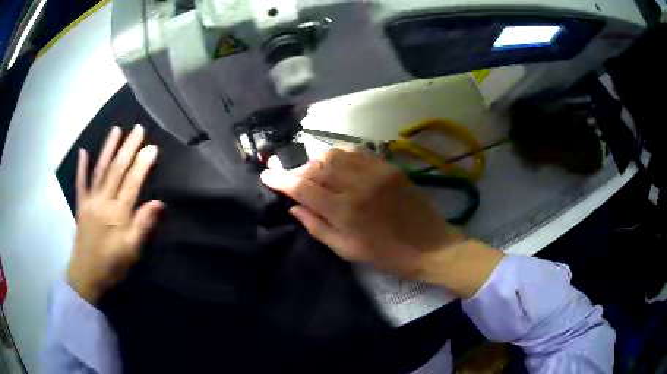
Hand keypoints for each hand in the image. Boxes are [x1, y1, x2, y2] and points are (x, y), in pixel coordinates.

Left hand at [67, 125, 163, 303]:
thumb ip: (143, 226)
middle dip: (128, 148)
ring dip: (108, 149)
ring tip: (116, 130)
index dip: (142, 164)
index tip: (152, 147)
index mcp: (117, 214)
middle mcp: (103, 202)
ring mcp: (90, 202)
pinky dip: (81, 167)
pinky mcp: (80, 206)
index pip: (132, 183)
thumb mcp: (131, 251)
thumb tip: (159, 203)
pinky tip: (83, 151)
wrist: (85, 276)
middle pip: (116, 170)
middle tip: (138, 129)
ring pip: (100, 171)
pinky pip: (80, 183)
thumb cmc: (111, 266)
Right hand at [261, 148, 503, 297]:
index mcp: (345, 211)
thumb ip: (317, 226)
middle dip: (299, 170)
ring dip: (318, 162)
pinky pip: (356, 152)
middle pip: (316, 166)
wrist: (431, 246)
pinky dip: (339, 156)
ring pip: (334, 155)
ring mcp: (375, 171)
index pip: (303, 188)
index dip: (281, 180)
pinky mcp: (388, 166)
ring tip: (315, 174)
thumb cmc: (388, 256)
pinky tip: (337, 166)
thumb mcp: (348, 250)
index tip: (267, 175)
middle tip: (293, 179)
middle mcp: (357, 185)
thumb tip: (294, 207)